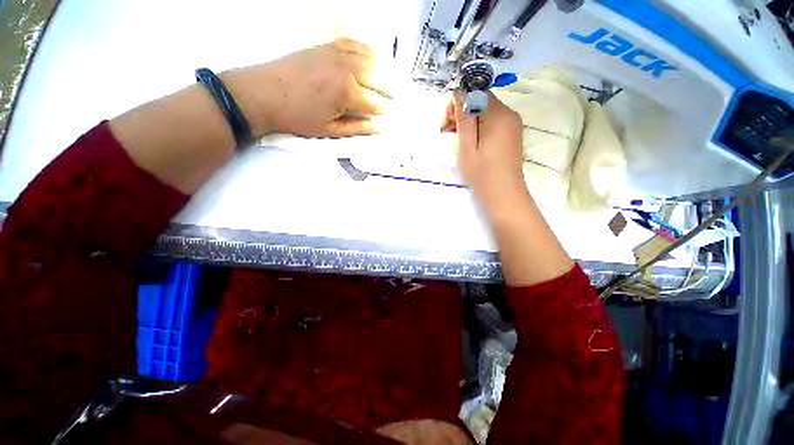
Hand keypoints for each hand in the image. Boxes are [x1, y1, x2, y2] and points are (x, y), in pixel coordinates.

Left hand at [221, 38, 391, 137]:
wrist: (264, 93)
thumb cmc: (298, 117)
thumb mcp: (329, 130)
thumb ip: (356, 128)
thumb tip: (377, 128)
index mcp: (347, 94)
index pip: (375, 103)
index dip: (383, 111)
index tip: (389, 116)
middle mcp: (347, 70)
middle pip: (377, 78)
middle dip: (389, 89)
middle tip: (396, 98)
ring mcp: (337, 54)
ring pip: (369, 58)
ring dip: (384, 69)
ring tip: (392, 78)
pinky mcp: (327, 46)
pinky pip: (354, 44)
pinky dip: (367, 50)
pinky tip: (373, 56)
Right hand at [442, 92, 572, 285]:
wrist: (504, 195)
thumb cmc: (482, 173)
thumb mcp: (467, 146)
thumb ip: (464, 118)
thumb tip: (459, 92)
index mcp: (499, 115)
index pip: (476, 94)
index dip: (458, 103)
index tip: (446, 123)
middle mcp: (509, 114)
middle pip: (482, 102)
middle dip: (462, 113)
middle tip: (447, 133)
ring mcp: (513, 125)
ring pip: (486, 114)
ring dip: (469, 122)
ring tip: (456, 140)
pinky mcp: (512, 136)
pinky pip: (493, 124)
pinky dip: (479, 129)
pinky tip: (470, 144)